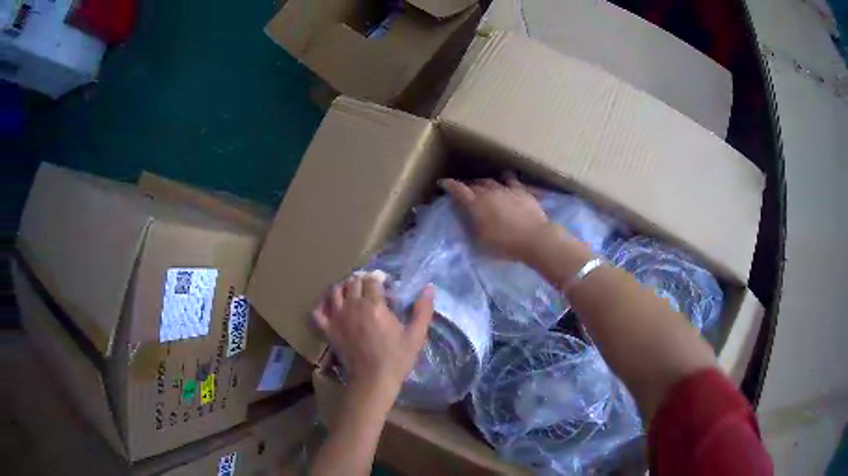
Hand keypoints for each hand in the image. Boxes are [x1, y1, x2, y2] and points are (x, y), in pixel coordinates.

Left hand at [312, 275, 434, 399]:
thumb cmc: (396, 358)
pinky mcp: (328, 330)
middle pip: (353, 282)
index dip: (378, 279)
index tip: (385, 287)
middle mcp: (353, 306)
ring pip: (335, 291)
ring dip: (343, 288)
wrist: (373, 380)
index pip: (372, 280)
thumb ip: (423, 310)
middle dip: (361, 282)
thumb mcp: (416, 335)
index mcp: (374, 305)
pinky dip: (322, 306)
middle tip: (369, 290)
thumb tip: (429, 288)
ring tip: (351, 294)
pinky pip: (318, 312)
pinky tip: (330, 307)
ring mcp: (337, 317)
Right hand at [441, 176, 550, 260]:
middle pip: (476, 185)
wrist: (534, 238)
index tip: (443, 183)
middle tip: (467, 192)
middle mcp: (490, 192)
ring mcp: (507, 190)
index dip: (450, 185)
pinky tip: (507, 183)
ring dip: (486, 184)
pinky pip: (512, 181)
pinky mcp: (523, 191)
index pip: (459, 190)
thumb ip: (472, 227)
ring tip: (485, 187)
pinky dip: (506, 182)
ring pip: (492, 181)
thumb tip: (467, 219)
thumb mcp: (481, 241)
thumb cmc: (505, 245)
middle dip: (469, 187)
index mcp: (477, 204)